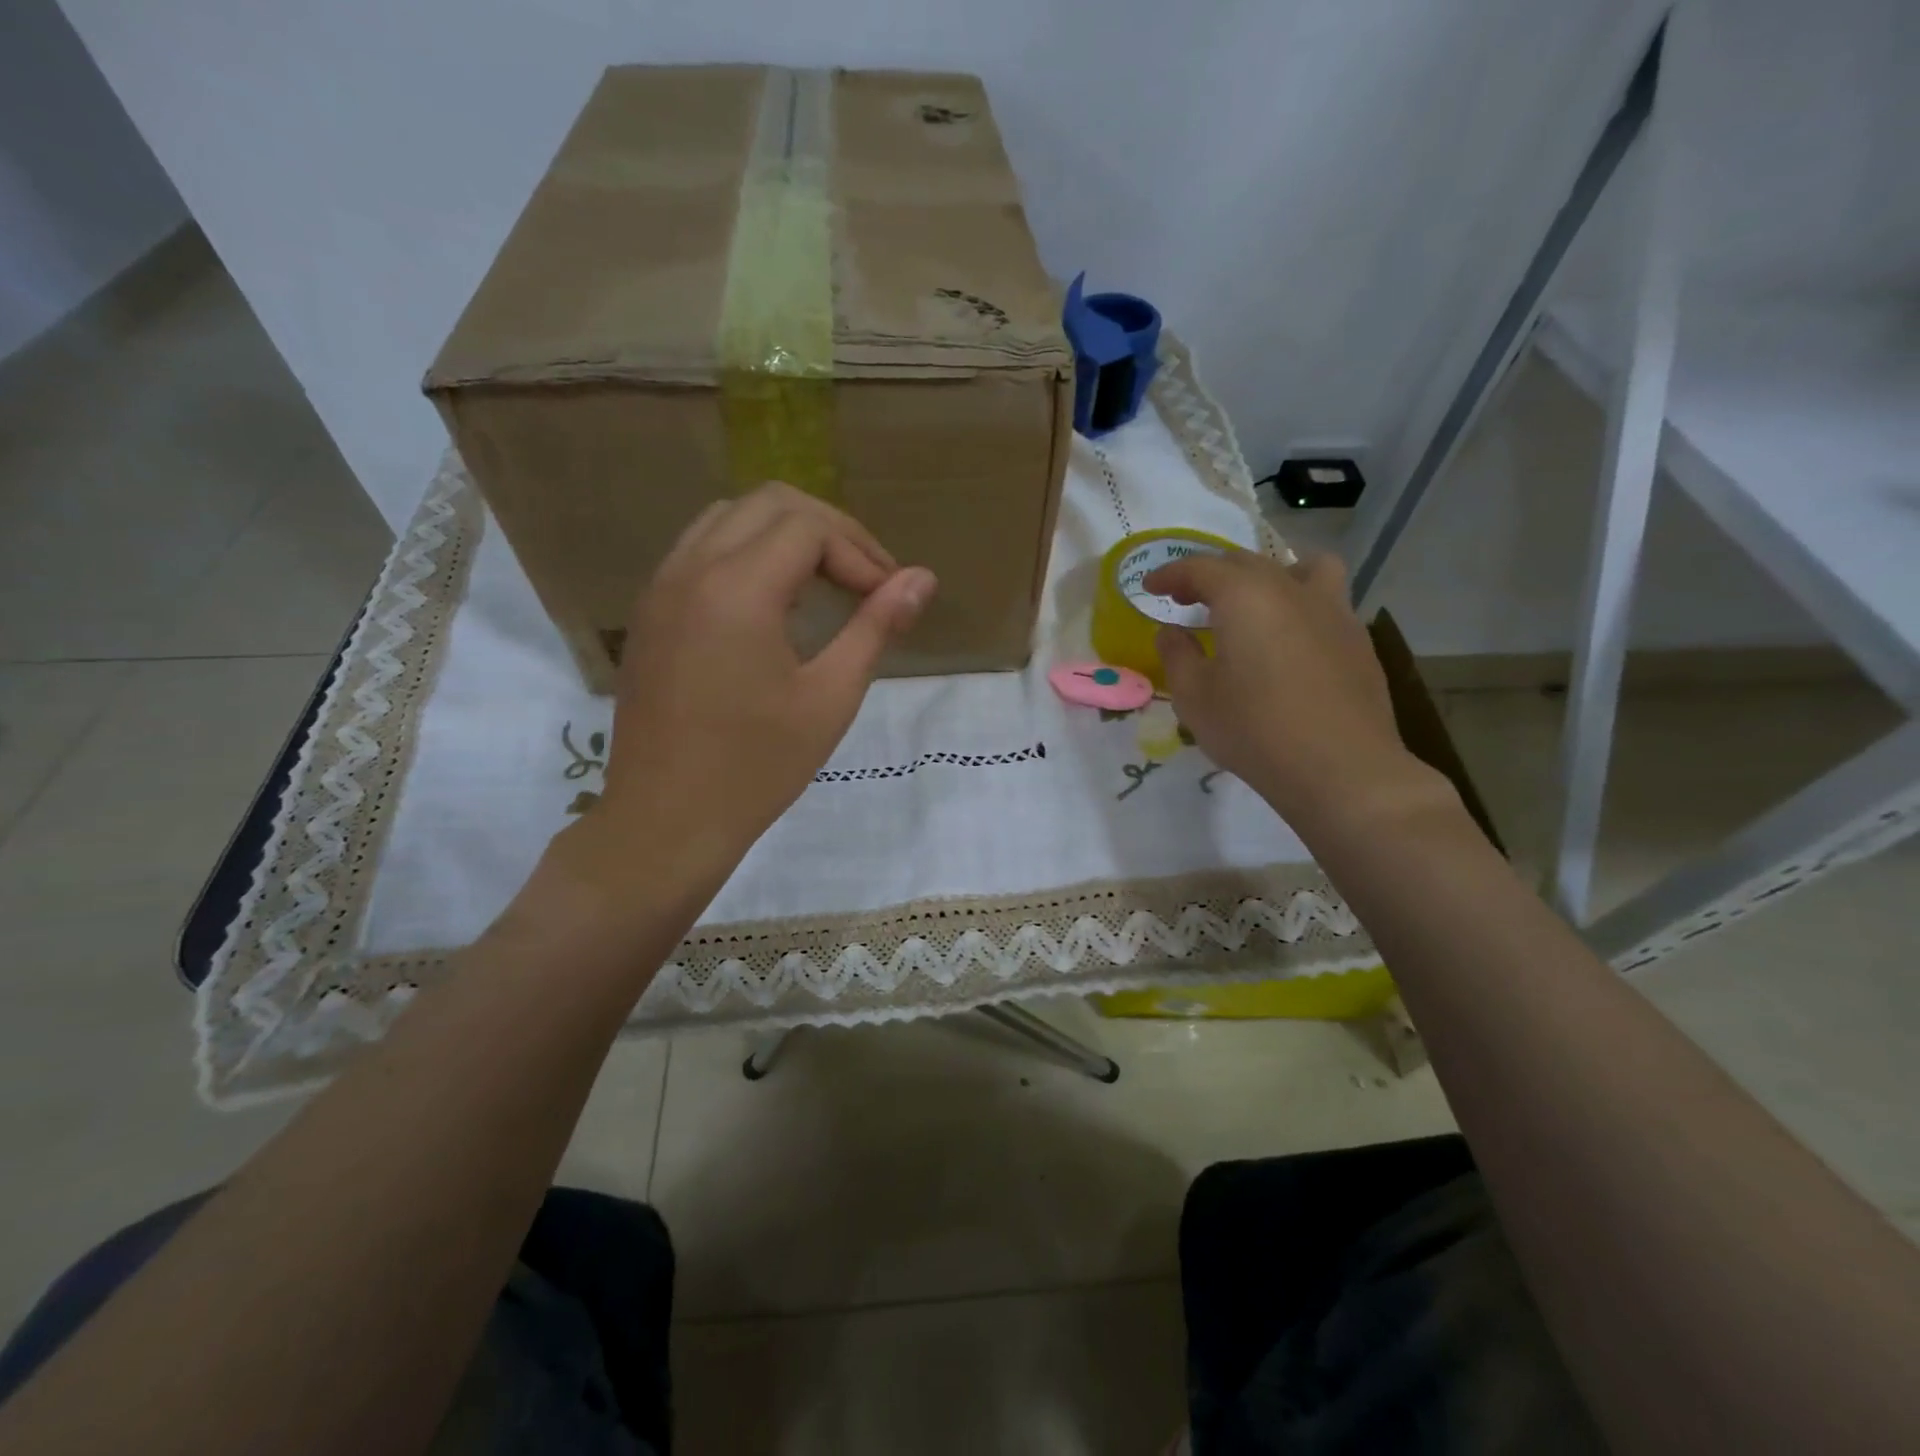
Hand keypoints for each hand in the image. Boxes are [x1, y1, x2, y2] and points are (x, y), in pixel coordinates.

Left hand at [548, 483, 934, 904]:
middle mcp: (692, 569)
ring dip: (786, 535)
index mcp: (738, 589)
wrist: (666, 821)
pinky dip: (746, 552)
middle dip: (829, 531)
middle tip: (868, 579)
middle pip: (770, 503)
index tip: (889, 597)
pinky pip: (701, 548)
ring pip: (730, 517)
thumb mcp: (830, 698)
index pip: (810, 528)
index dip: (861, 552)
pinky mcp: (650, 612)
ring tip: (825, 584)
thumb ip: (876, 627)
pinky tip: (773, 603)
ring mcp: (662, 587)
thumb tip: (923, 578)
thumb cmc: (757, 767)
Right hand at [1144, 550, 1449, 835]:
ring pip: (1303, 568)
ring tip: (1254, 600)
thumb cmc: (1254, 729)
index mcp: (1246, 596)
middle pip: (1247, 562)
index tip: (1150, 586)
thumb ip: (1177, 655)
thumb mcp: (1194, 697)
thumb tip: (1171, 631)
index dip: (1170, 573)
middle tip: (1186, 598)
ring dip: (1270, 574)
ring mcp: (1333, 611)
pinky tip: (1288, 641)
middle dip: (1211, 574)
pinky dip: (1298, 605)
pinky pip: (1325, 602)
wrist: (1340, 769)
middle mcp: (1291, 590)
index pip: (1200, 568)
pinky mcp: (1357, 639)